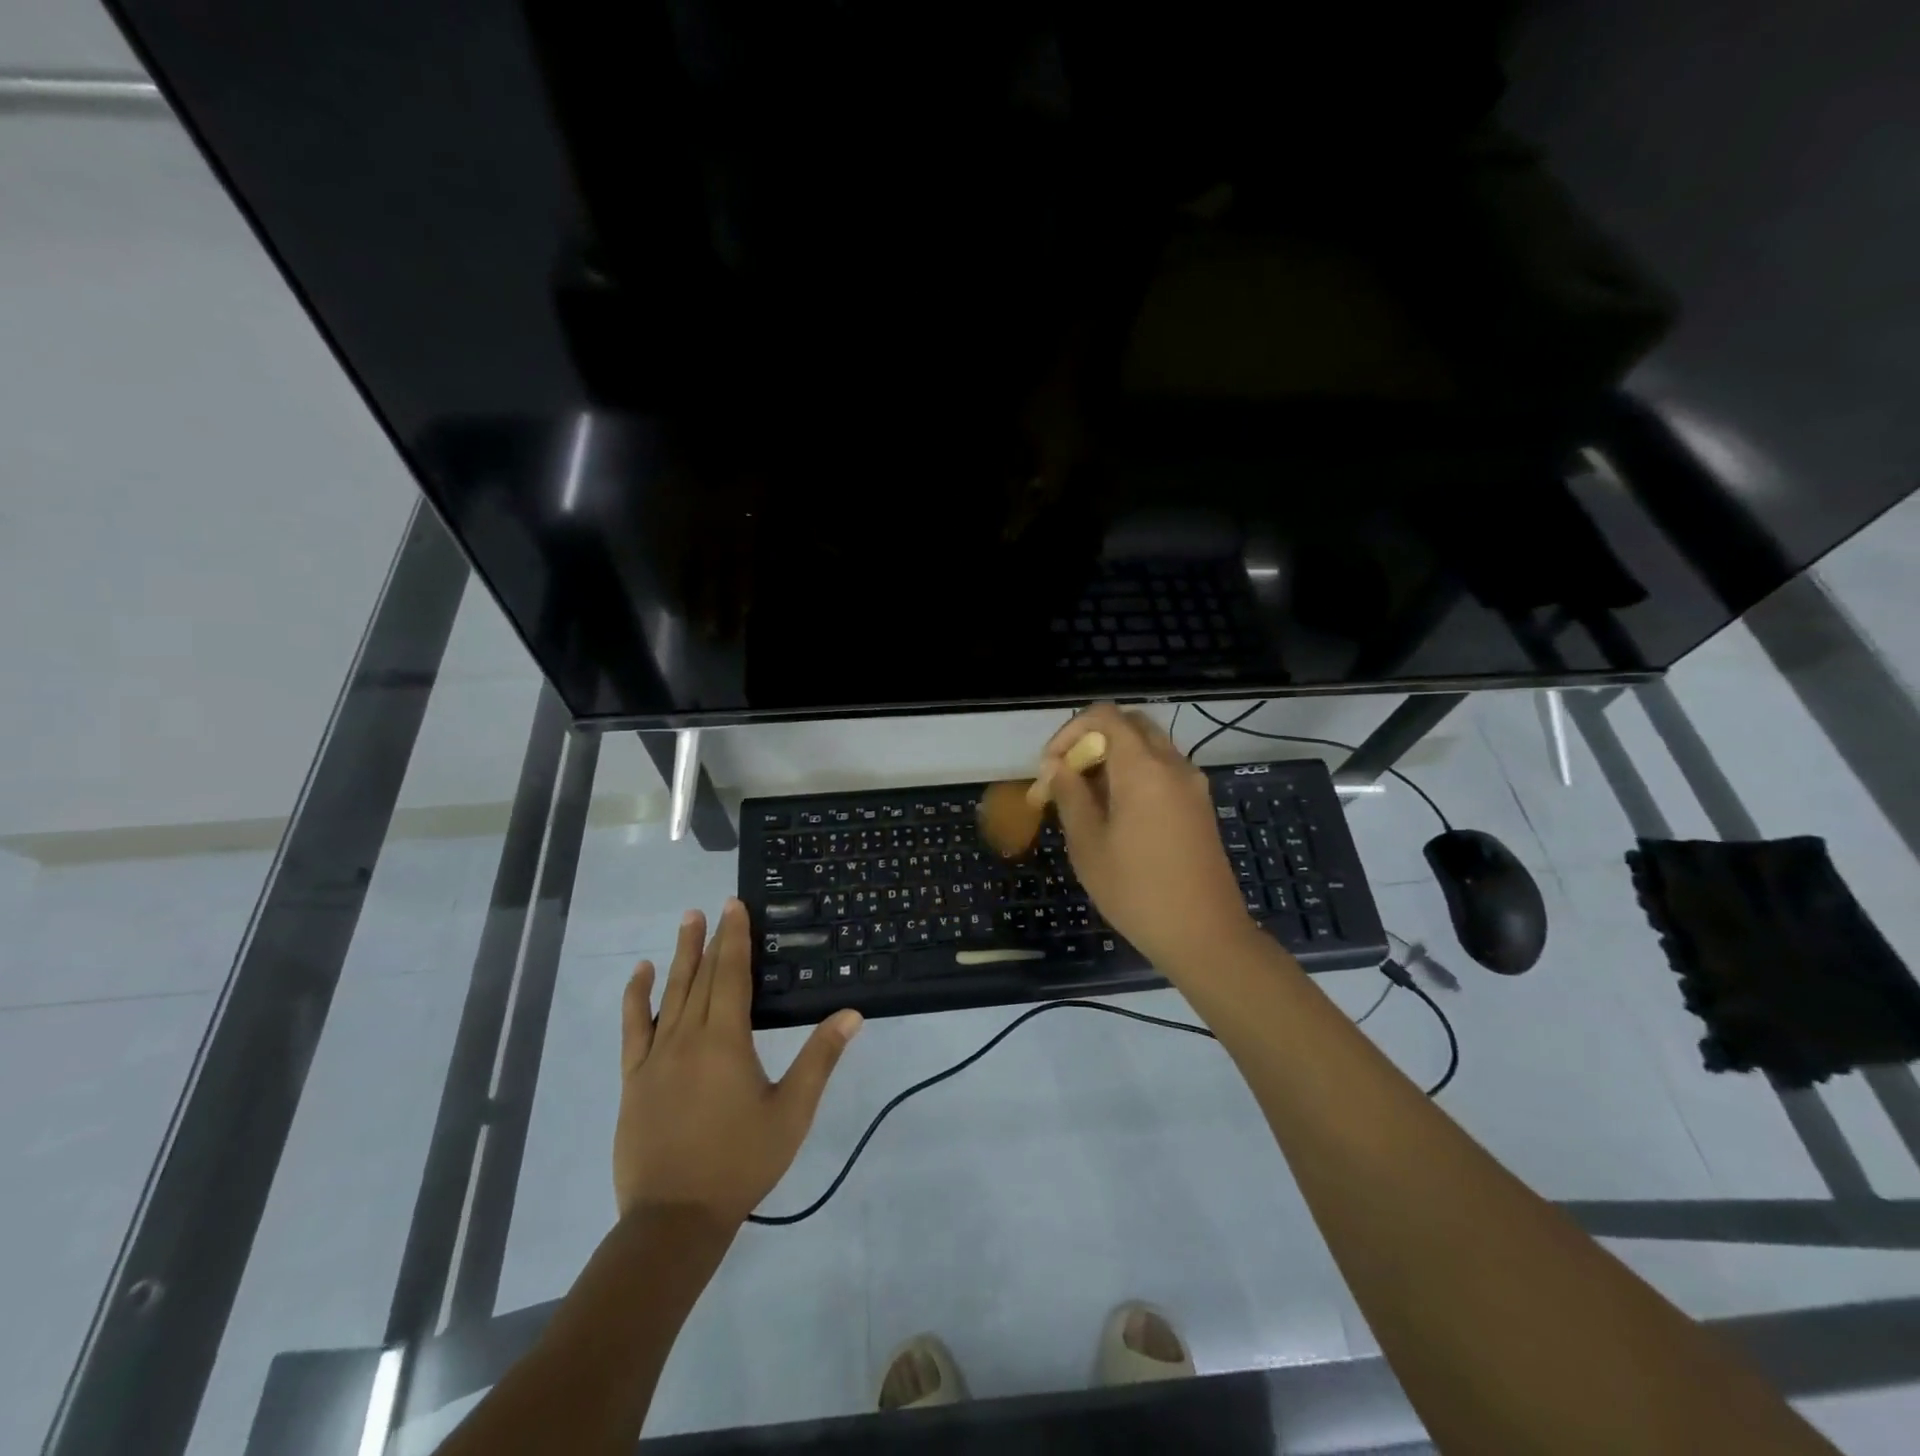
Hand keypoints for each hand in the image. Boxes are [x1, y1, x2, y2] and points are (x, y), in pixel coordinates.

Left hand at [614, 900, 861, 1227]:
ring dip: (679, 955)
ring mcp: (656, 1056)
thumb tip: (851, 1013)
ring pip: (670, 993)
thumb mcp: (791, 1112)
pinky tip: (640, 974)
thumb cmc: (740, 1162)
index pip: (731, 974)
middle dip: (711, 938)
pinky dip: (636, 997)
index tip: (735, 905)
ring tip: (686, 921)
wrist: (674, 1218)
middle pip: (701, 976)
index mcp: (726, 1040)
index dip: (735, 937)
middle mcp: (688, 1037)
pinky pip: (633, 1027)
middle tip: (716, 906)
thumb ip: (820, 1058)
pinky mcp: (634, 1078)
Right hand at [1043, 704, 1259, 974]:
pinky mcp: (1200, 806)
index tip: (1052, 768)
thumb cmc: (1136, 891)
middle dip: (1093, 741)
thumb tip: (1057, 766)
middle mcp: (1173, 765)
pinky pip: (1163, 770)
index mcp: (1143, 767)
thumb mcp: (1088, 844)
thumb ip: (1070, 795)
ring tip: (1086, 799)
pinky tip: (1117, 814)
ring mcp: (1192, 785)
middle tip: (1068, 777)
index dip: (1070, 732)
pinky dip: (1135, 774)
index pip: (1105, 716)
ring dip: (1113, 759)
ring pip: (1148, 747)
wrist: (1205, 935)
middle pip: (1130, 725)